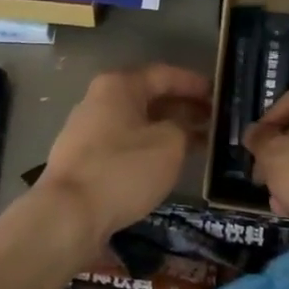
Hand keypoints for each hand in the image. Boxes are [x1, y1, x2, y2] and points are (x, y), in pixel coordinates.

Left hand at [36, 65, 211, 243]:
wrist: (68, 214)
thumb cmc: (123, 169)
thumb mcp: (169, 144)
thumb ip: (184, 128)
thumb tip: (182, 128)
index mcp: (118, 86)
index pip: (164, 74)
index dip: (194, 84)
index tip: (219, 95)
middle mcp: (98, 101)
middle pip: (148, 97)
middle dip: (183, 108)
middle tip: (214, 122)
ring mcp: (87, 131)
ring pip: (137, 123)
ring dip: (168, 130)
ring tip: (200, 144)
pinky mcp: (84, 160)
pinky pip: (125, 144)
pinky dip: (150, 148)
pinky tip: (168, 163)